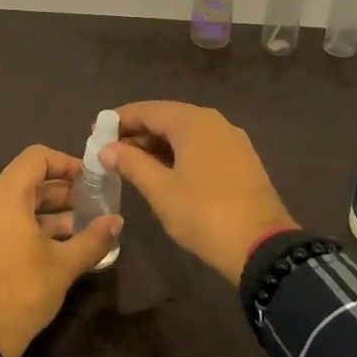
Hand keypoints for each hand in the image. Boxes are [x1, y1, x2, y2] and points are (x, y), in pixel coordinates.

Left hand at [0, 144, 121, 356]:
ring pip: (12, 207)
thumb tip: (117, 222)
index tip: (87, 179)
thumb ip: (93, 238)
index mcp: (3, 198)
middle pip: (24, 182)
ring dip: (44, 214)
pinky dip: (24, 228)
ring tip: (75, 230)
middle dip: (59, 192)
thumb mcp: (64, 265)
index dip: (64, 162)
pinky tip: (49, 250)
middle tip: (88, 206)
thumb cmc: (22, 292)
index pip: (35, 158)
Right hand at [101, 102, 296, 285]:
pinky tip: (164, 171)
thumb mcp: (160, 190)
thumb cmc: (203, 213)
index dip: (119, 119)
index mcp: (193, 122)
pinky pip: (203, 146)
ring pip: (186, 133)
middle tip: (110, 150)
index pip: (148, 110)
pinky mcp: (242, 160)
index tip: (95, 131)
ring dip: (158, 144)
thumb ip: (131, 164)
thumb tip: (107, 149)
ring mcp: (232, 140)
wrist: (261, 246)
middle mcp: (215, 122)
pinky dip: (179, 153)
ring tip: (131, 163)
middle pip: (168, 118)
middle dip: (138, 132)